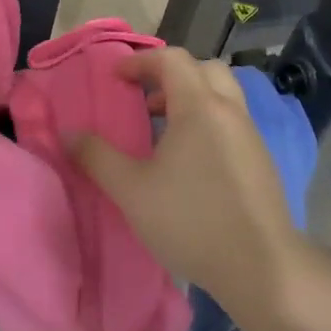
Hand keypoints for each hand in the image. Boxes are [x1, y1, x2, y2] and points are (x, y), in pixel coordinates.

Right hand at [71, 47, 300, 315]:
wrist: (263, 270)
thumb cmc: (191, 221)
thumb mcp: (131, 190)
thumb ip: (97, 157)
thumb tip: (68, 133)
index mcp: (200, 107)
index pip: (172, 59)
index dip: (140, 61)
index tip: (116, 79)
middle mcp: (230, 112)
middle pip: (204, 69)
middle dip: (171, 75)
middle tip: (145, 100)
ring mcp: (251, 137)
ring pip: (222, 97)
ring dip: (191, 100)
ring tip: (163, 133)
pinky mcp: (262, 163)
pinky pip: (232, 123)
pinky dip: (208, 123)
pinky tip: (190, 163)